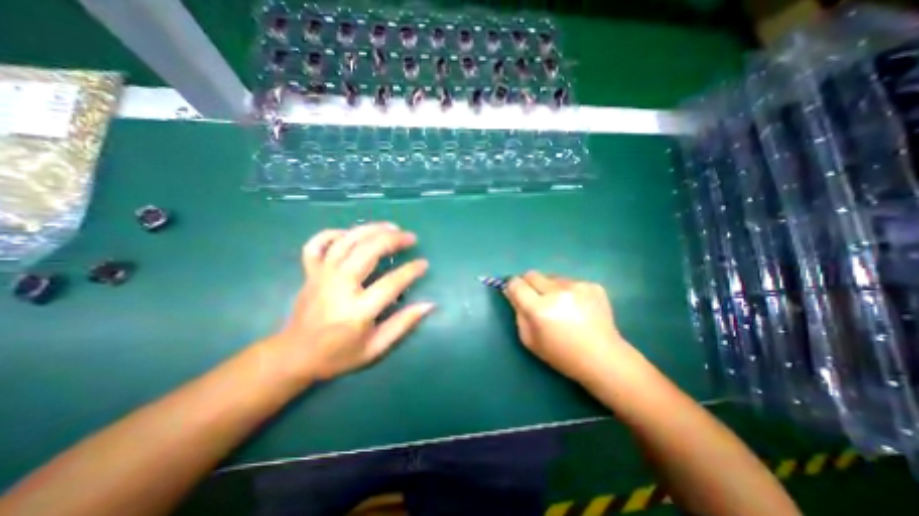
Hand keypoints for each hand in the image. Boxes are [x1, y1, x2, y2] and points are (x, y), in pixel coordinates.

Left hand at [263, 221, 433, 383]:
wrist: (293, 356)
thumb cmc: (338, 355)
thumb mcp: (375, 348)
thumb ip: (403, 324)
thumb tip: (429, 305)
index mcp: (356, 311)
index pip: (391, 283)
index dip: (411, 270)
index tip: (424, 263)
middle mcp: (338, 287)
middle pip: (368, 252)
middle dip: (393, 240)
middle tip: (410, 238)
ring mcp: (321, 276)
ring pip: (346, 242)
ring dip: (371, 229)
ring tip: (391, 227)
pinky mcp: (309, 272)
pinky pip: (317, 244)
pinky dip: (333, 233)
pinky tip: (350, 234)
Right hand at [503, 272, 639, 383]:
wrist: (603, 358)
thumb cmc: (562, 354)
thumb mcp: (529, 340)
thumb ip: (518, 313)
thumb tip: (512, 292)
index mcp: (540, 309)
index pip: (517, 283)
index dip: (512, 286)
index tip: (515, 292)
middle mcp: (558, 292)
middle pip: (532, 274)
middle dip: (529, 284)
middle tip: (536, 299)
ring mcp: (578, 286)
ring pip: (551, 277)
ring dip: (550, 288)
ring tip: (561, 306)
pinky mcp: (593, 285)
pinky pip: (569, 282)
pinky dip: (568, 291)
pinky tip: (577, 307)